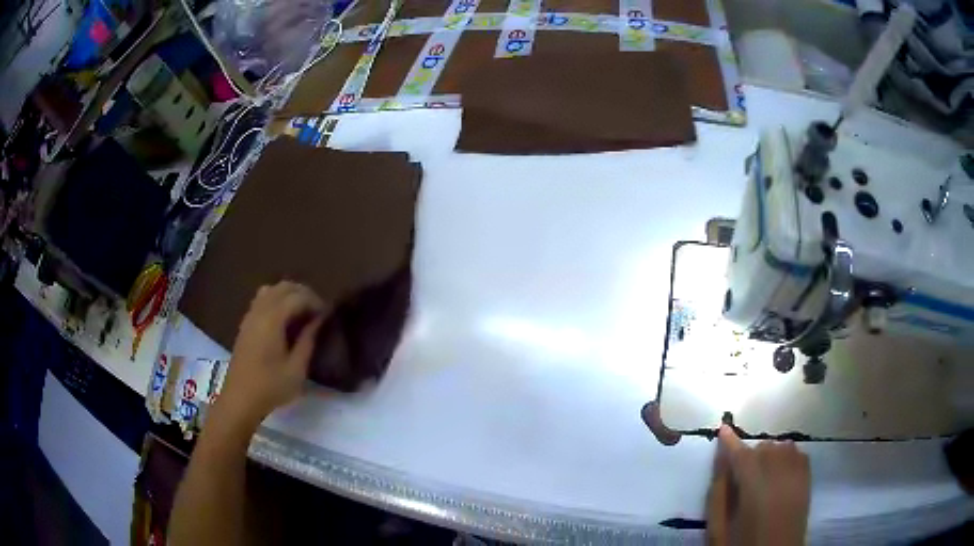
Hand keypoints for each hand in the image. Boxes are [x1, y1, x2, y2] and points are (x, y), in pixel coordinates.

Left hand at [214, 282, 327, 429]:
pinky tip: (284, 320)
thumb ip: (308, 340)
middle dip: (303, 293)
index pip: (297, 297)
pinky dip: (276, 300)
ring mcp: (250, 316)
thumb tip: (318, 320)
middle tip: (317, 311)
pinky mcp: (245, 324)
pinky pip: (262, 300)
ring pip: (271, 290)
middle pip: (283, 287)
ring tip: (302, 312)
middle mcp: (259, 311)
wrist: (240, 399)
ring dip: (289, 295)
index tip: (328, 315)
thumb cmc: (271, 387)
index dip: (315, 301)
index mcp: (272, 320)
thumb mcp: (296, 369)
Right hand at [706, 425, 810, 545]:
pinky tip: (779, 472)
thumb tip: (721, 459)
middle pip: (765, 447)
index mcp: (754, 491)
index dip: (731, 441)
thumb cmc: (741, 545)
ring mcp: (798, 477)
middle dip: (750, 454)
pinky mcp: (808, 481)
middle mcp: (780, 477)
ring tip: (760, 473)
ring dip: (769, 454)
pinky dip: (787, 456)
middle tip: (740, 473)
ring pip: (783, 446)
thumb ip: (718, 493)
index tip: (723, 428)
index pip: (742, 456)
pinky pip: (798, 453)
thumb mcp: (718, 527)